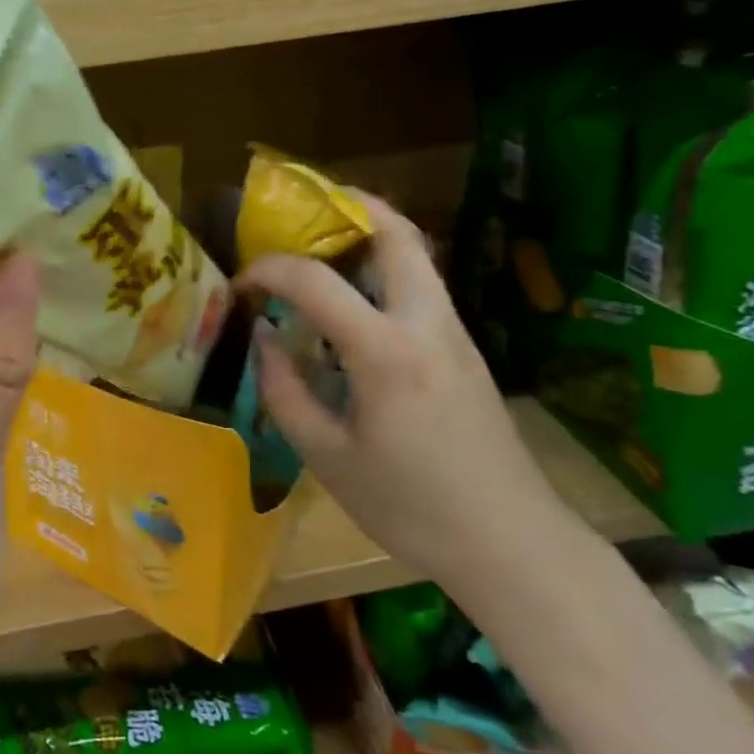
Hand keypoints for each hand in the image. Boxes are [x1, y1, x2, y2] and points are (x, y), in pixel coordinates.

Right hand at [241, 193, 576, 589]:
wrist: (512, 544)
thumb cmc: (410, 506)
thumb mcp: (327, 457)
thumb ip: (285, 391)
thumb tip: (265, 338)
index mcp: (386, 352)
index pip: (316, 281)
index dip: (268, 271)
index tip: (241, 285)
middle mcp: (427, 325)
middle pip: (398, 235)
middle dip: (350, 209)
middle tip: (302, 215)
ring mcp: (455, 334)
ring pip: (417, 257)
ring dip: (370, 237)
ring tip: (321, 250)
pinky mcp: (465, 351)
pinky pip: (422, 287)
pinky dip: (385, 271)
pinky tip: (353, 304)